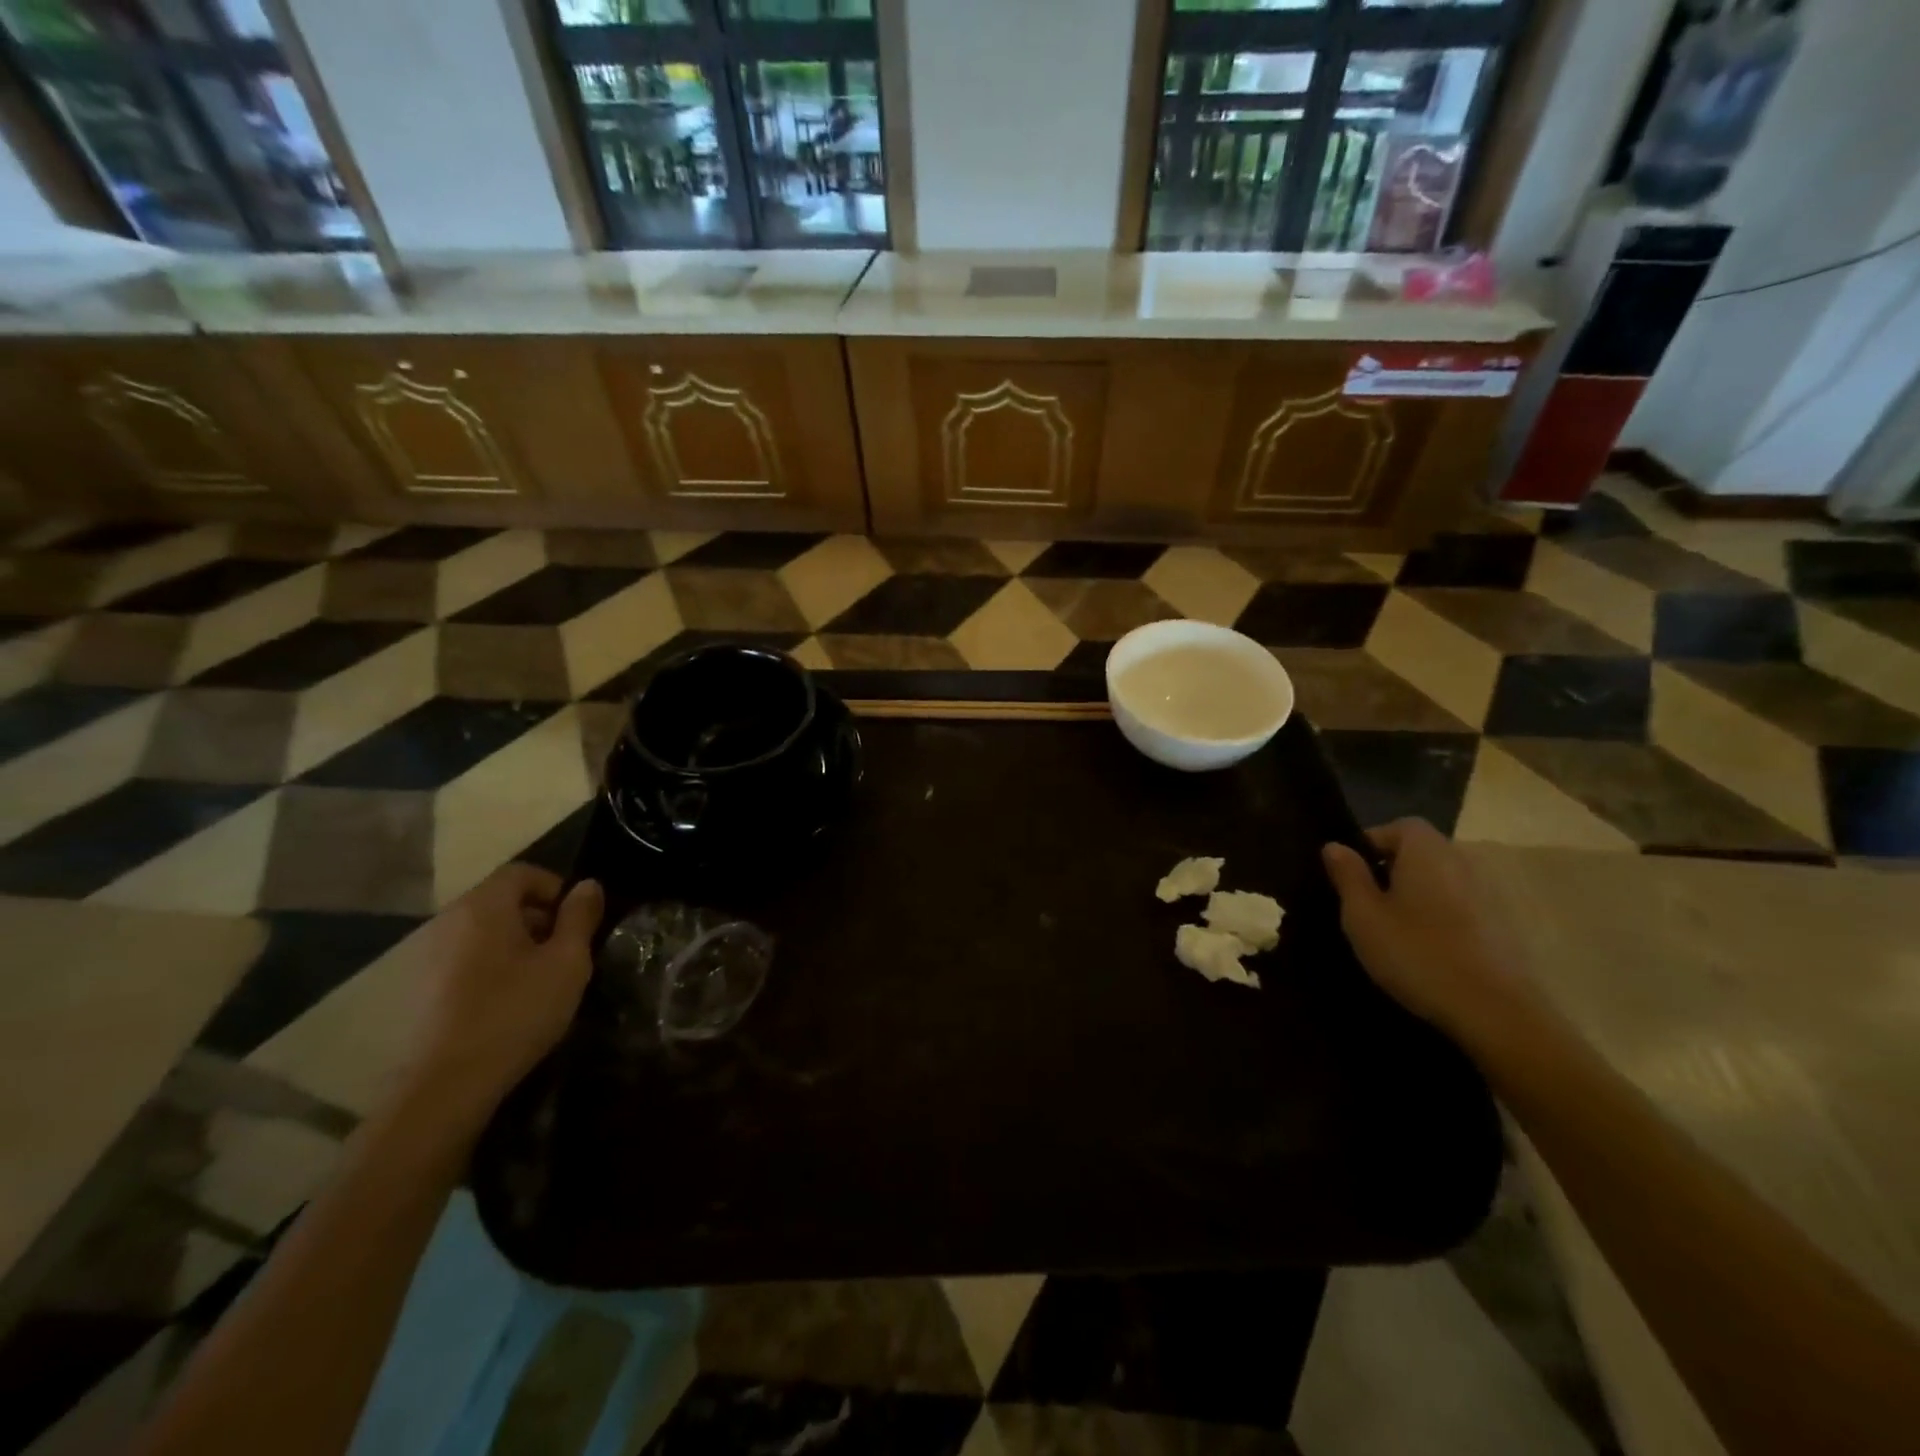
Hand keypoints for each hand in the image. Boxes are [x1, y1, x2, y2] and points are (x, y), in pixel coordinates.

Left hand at [397, 864, 602, 1134]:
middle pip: (501, 900)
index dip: (556, 888)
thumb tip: (588, 885)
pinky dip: (492, 965)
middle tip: (565, 951)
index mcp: (485, 906)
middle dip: (539, 917)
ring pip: (484, 931)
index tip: (578, 921)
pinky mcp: (421, 988)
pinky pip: (466, 958)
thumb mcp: (567, 962)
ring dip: (516, 943)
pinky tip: (509, 1001)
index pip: (523, 872)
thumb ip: (580, 917)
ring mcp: (430, 955)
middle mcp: (451, 920)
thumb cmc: (516, 1011)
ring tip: (541, 978)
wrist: (446, 1085)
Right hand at [1322, 820, 1533, 1042]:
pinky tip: (1425, 949)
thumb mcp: (1363, 915)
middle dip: (1390, 870)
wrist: (1496, 1012)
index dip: (1369, 845)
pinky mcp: (1502, 925)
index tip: (1349, 876)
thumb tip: (1335, 846)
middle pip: (1420, 852)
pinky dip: (1438, 916)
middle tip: (1365, 904)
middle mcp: (1461, 861)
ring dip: (1414, 895)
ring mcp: (1487, 893)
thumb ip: (1347, 875)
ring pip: (1439, 880)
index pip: (1397, 826)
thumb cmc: (1417, 953)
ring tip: (1392, 929)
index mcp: (1426, 851)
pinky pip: (1458, 905)